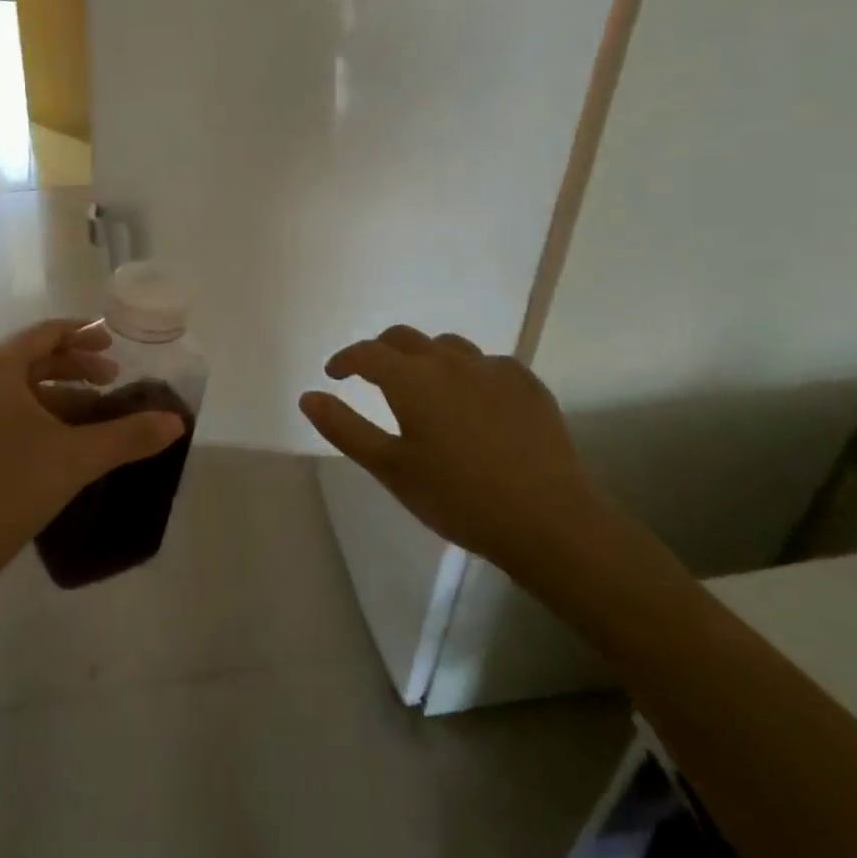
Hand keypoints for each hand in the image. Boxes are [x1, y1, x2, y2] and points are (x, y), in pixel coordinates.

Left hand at [0, 319, 186, 608]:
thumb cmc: (9, 492)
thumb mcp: (77, 459)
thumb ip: (129, 435)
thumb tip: (177, 423)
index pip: (45, 334)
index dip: (84, 336)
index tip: (114, 347)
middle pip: (28, 358)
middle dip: (73, 368)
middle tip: (111, 382)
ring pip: (11, 387)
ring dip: (54, 394)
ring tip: (91, 413)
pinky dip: (28, 413)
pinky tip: (54, 437)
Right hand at [299, 325, 615, 585]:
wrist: (549, 519)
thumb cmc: (458, 498)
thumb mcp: (391, 469)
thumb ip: (345, 428)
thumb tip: (308, 396)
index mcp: (411, 379)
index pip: (367, 353)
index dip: (345, 359)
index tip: (334, 374)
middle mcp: (449, 361)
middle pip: (405, 338)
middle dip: (381, 350)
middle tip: (372, 375)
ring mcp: (492, 368)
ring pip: (448, 347)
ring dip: (426, 358)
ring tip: (425, 387)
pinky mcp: (527, 383)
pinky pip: (488, 365)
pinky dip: (469, 374)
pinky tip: (476, 403)